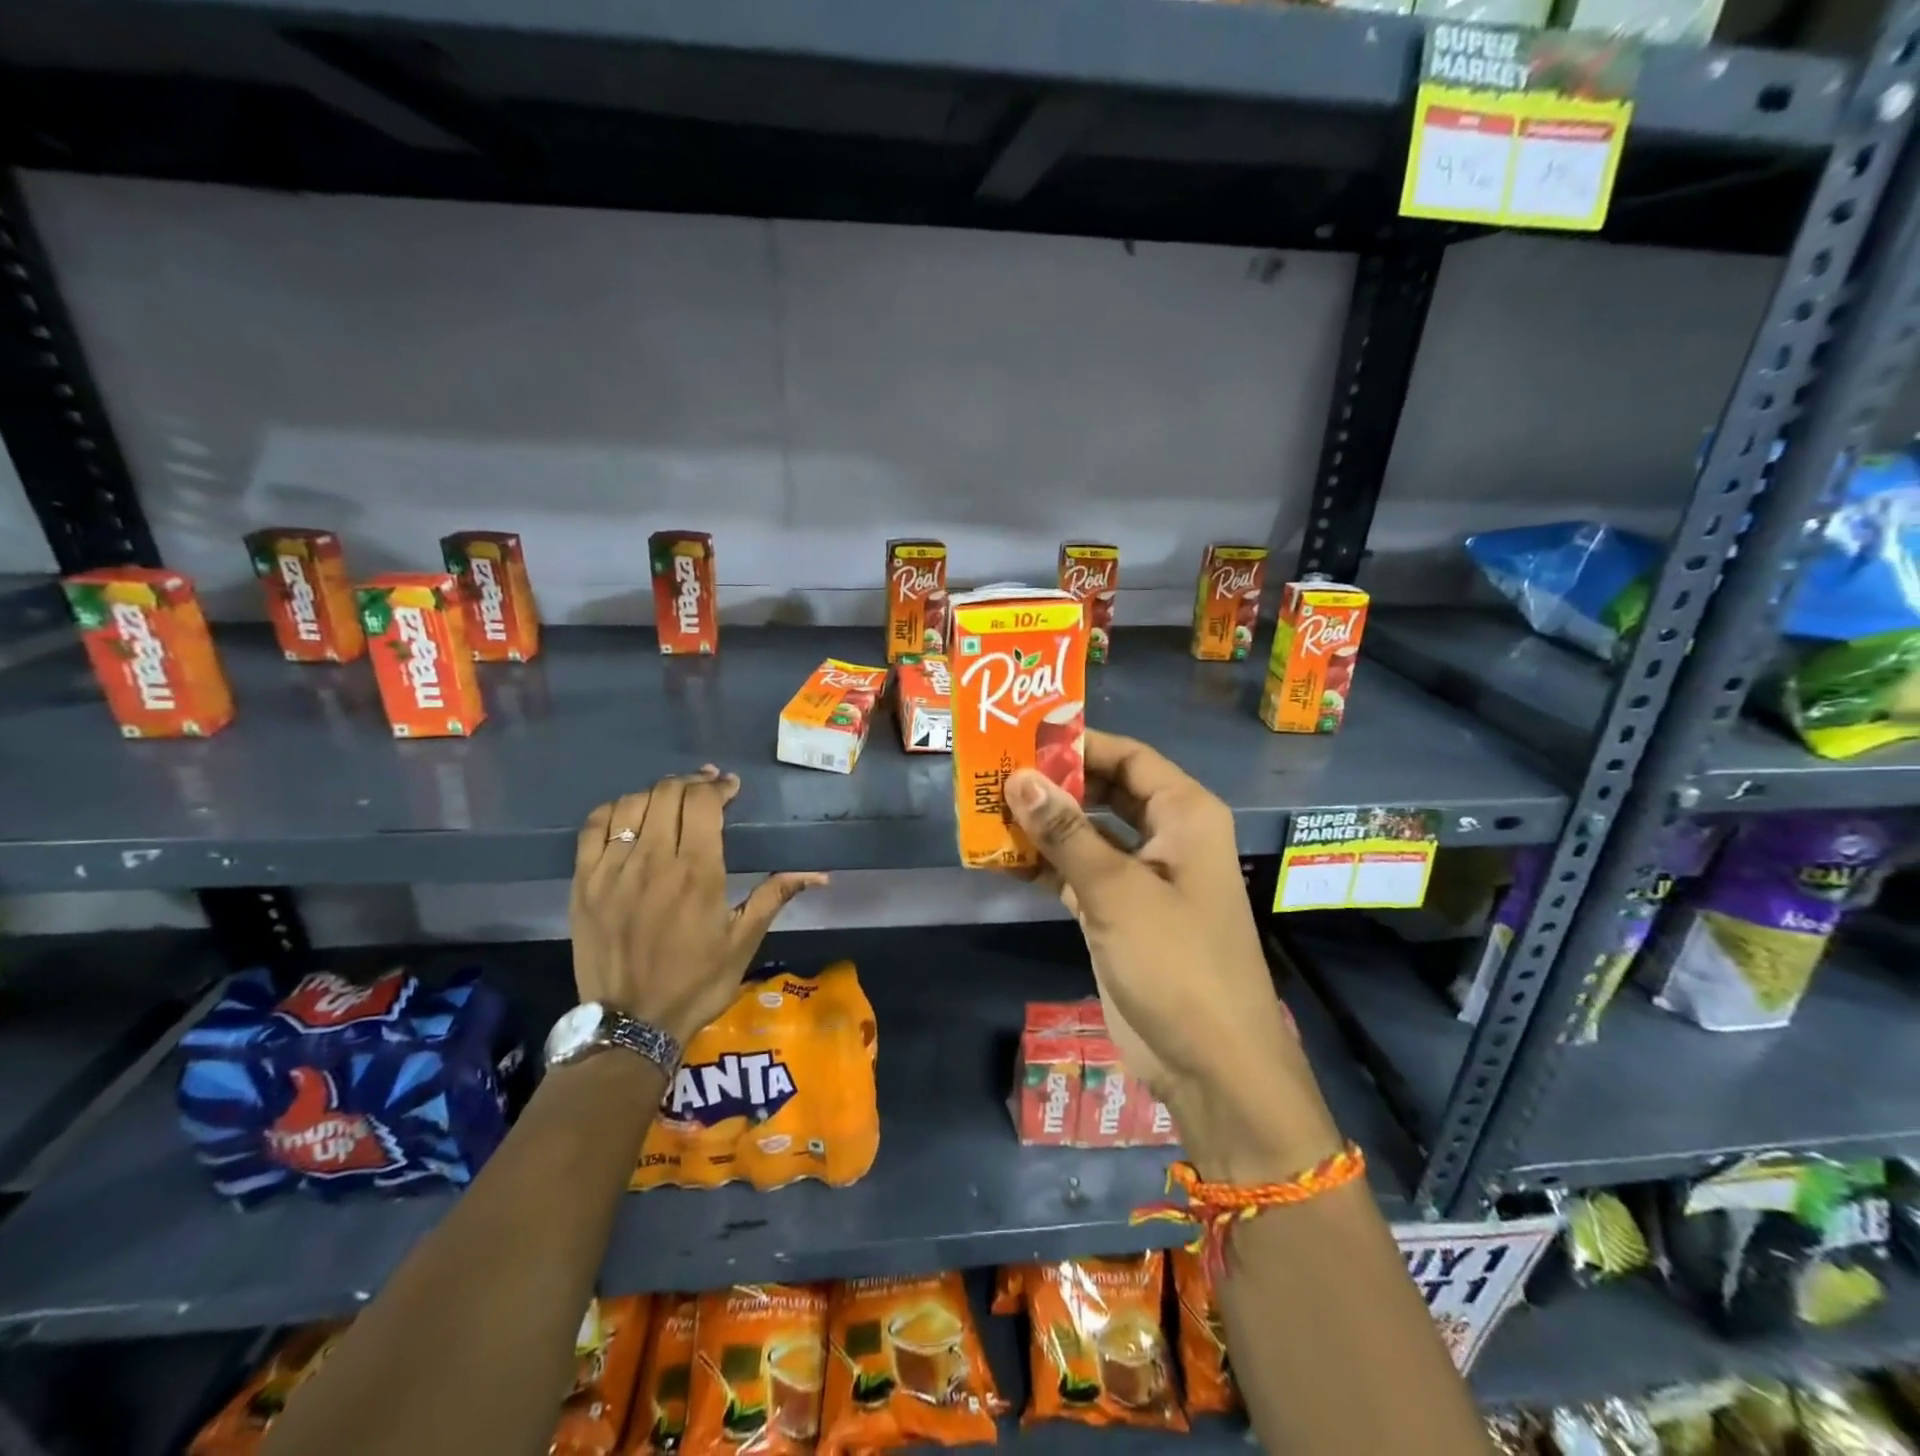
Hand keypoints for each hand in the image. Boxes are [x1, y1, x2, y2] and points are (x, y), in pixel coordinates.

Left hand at [570, 766, 826, 1048]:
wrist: (631, 1024)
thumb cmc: (697, 982)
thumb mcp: (744, 940)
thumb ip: (775, 895)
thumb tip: (820, 874)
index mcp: (696, 872)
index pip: (702, 802)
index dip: (718, 786)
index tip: (730, 788)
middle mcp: (652, 861)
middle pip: (667, 793)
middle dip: (691, 784)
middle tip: (706, 791)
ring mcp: (612, 871)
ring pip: (631, 804)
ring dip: (656, 794)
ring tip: (671, 802)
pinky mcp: (584, 884)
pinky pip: (593, 828)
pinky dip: (614, 811)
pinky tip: (630, 817)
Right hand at [1005, 732, 1341, 1180]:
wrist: (1210, 1064)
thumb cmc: (1177, 962)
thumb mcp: (1118, 891)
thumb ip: (1066, 832)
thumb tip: (1019, 778)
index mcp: (1184, 815)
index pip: (1129, 757)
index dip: (1080, 744)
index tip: (1024, 737)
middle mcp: (1166, 836)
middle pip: (1106, 791)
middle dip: (1056, 783)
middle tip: (997, 772)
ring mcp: (1142, 877)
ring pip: (1088, 833)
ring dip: (1045, 825)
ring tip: (988, 809)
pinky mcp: (1119, 913)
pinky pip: (1078, 873)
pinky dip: (1046, 865)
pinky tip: (1002, 858)